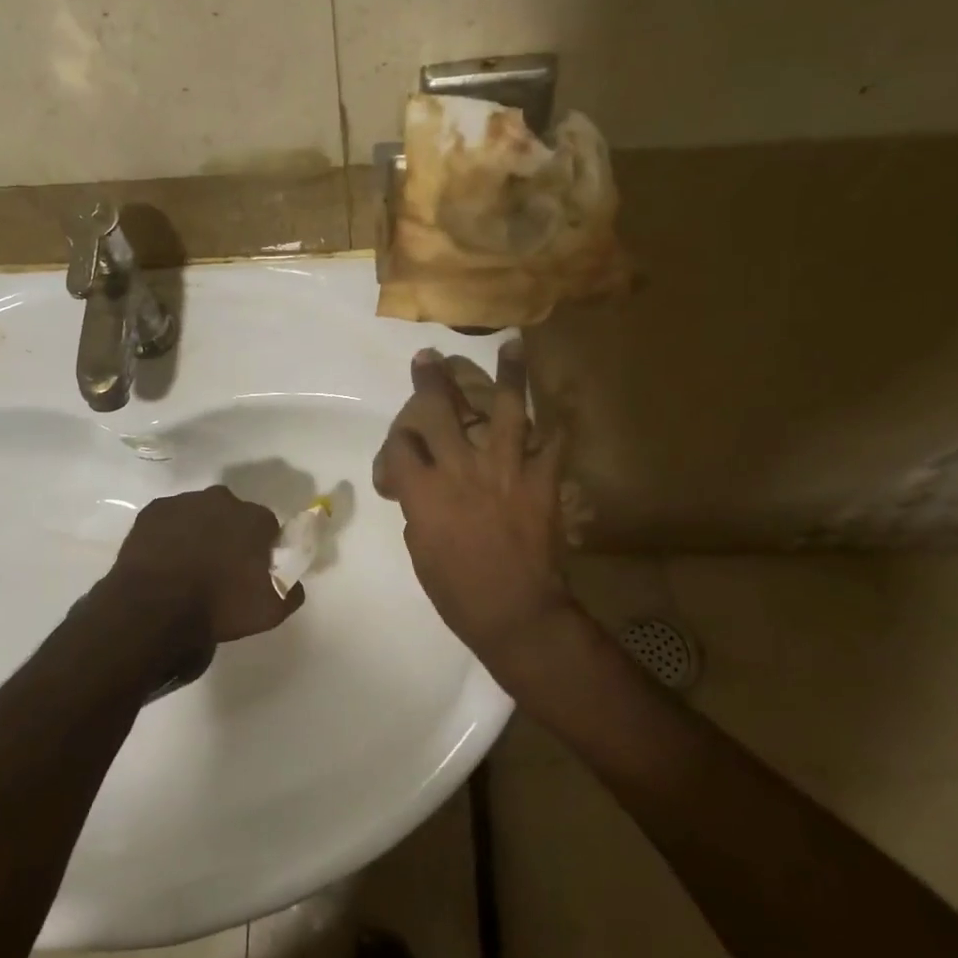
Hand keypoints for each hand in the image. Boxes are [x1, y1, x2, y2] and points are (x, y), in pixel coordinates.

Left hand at [102, 485, 304, 662]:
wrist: (155, 609)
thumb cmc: (219, 607)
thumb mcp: (271, 610)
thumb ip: (291, 589)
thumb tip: (291, 580)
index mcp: (254, 518)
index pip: (267, 526)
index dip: (261, 548)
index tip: (252, 570)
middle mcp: (222, 500)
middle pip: (232, 515)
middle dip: (230, 534)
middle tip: (220, 568)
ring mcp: (184, 502)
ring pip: (199, 514)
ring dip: (198, 532)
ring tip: (189, 566)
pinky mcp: (152, 511)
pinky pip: (169, 520)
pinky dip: (169, 535)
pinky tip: (165, 561)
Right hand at [375, 342, 572, 684]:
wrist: (515, 614)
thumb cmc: (457, 592)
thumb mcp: (420, 551)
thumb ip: (419, 511)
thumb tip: (424, 493)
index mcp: (424, 490)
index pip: (401, 445)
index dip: (396, 440)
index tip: (401, 446)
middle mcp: (461, 469)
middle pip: (440, 411)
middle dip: (431, 381)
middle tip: (429, 358)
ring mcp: (505, 471)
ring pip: (506, 411)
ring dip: (508, 375)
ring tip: (512, 344)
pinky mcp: (541, 483)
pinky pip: (555, 445)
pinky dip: (559, 427)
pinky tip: (562, 406)